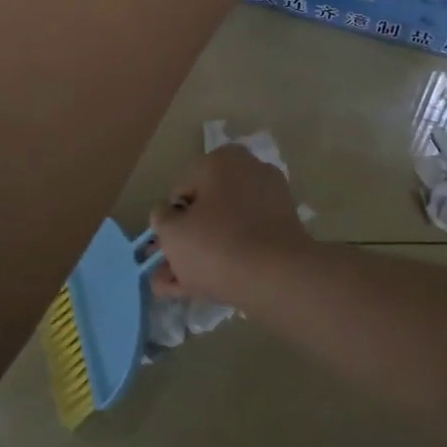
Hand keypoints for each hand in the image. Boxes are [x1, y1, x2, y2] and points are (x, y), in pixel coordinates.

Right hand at [148, 146, 320, 307]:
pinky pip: (248, 239)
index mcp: (221, 160)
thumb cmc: (215, 244)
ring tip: (182, 286)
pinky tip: (207, 287)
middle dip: (187, 239)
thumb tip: (167, 213)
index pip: (183, 189)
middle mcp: (249, 170)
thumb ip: (161, 218)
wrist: (276, 276)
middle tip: (171, 269)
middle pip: (208, 208)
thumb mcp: (171, 232)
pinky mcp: (285, 228)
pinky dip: (229, 257)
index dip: (170, 219)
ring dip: (204, 252)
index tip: (165, 246)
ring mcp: (271, 200)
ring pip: (226, 227)